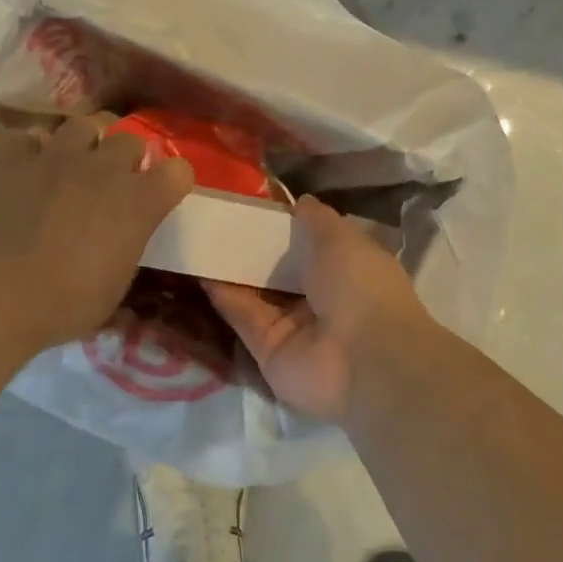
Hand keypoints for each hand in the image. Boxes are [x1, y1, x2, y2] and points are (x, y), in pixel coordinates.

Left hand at [0, 113, 193, 352]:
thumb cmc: (65, 303)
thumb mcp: (115, 287)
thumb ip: (126, 250)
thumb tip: (121, 241)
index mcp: (139, 202)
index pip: (179, 172)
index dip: (172, 183)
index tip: (161, 197)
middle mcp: (104, 168)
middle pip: (130, 139)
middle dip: (127, 158)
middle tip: (113, 183)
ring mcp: (56, 156)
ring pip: (82, 125)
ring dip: (84, 144)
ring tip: (72, 165)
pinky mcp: (12, 158)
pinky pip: (28, 138)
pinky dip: (30, 151)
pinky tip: (25, 170)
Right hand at [204, 195, 430, 424]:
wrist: (363, 359)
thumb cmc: (360, 287)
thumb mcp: (342, 240)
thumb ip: (317, 220)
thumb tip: (301, 202)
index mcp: (346, 270)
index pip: (312, 245)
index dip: (286, 227)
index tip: (255, 206)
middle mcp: (320, 298)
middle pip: (280, 270)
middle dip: (254, 248)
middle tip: (217, 219)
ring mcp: (292, 326)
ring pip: (256, 293)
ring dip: (232, 269)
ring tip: (200, 238)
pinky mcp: (266, 349)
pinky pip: (242, 317)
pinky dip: (222, 295)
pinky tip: (199, 267)